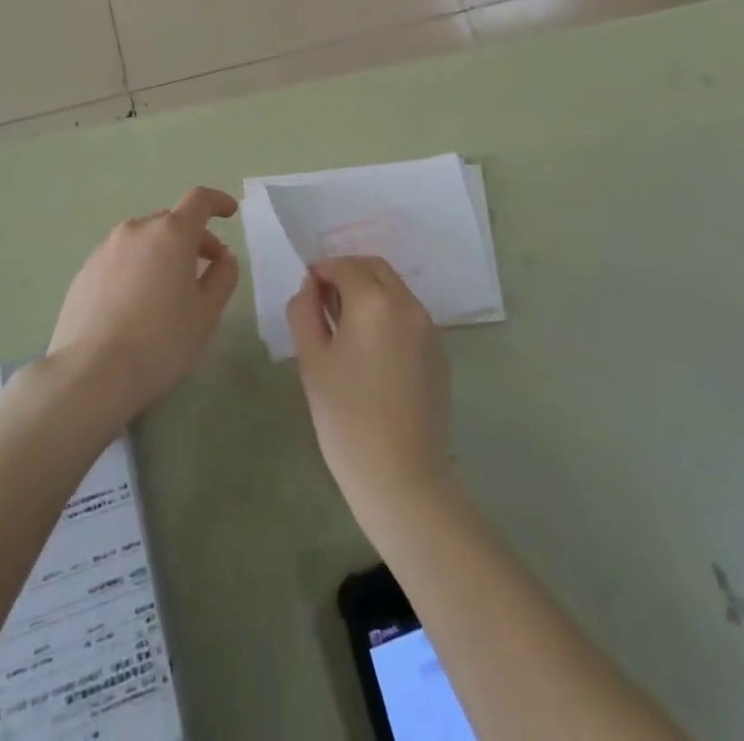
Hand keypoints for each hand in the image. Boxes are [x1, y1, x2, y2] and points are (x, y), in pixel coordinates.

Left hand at [48, 187, 239, 427]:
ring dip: (163, 252)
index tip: (230, 212)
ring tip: (168, 289)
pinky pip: (120, 258)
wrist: (90, 374)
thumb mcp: (206, 313)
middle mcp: (137, 230)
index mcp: (171, 234)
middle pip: (171, 222)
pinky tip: (137, 303)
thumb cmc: (160, 341)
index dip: (218, 201)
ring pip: (144, 239)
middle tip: (206, 268)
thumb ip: (223, 277)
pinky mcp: (85, 271)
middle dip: (193, 238)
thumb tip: (224, 258)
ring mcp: (106, 249)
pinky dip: (137, 267)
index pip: (199, 200)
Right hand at [288, 256, 452, 521]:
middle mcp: (407, 304)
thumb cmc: (346, 418)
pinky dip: (388, 313)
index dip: (322, 270)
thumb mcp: (312, 362)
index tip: (307, 288)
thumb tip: (310, 287)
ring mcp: (428, 328)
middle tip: (324, 299)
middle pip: (376, 269)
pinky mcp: (439, 352)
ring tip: (345, 325)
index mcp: (374, 302)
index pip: (345, 266)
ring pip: (395, 290)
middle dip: (348, 273)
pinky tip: (371, 348)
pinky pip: (409, 315)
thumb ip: (305, 313)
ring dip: (370, 291)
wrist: (401, 476)